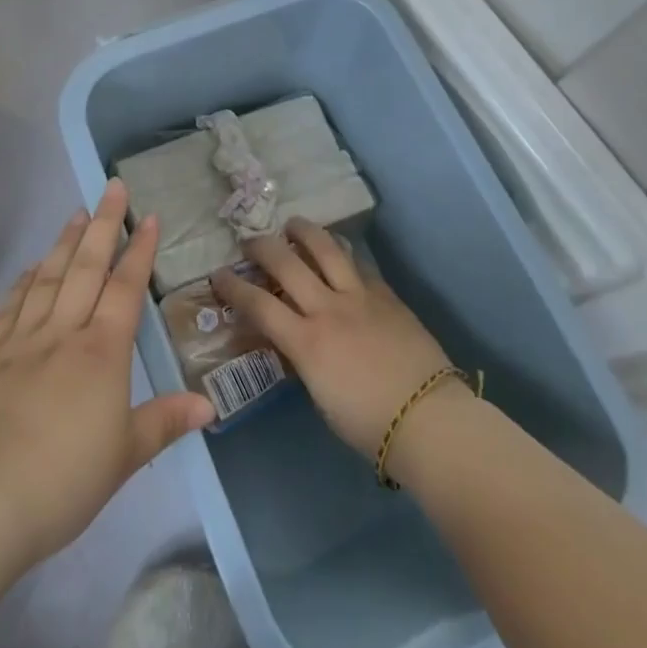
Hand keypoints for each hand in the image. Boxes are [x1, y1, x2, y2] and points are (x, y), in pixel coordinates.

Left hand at [0, 180, 213, 570]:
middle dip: (104, 225)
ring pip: (47, 278)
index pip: (126, 288)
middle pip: (86, 268)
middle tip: (112, 188)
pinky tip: (29, 268)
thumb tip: (209, 406)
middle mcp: (63, 333)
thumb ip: (165, 422)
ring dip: (64, 243)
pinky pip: (8, 308)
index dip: (139, 250)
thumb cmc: (64, 480)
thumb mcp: (125, 456)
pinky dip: (22, 282)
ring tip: (76, 214)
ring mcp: (20, 341)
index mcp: (101, 352)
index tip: (149, 217)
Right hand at [214, 219, 456, 456]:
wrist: (427, 417)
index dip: (233, 287)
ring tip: (292, 224)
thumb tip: (293, 342)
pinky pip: (357, 265)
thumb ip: (302, 360)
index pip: (258, 304)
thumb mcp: (320, 395)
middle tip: (249, 241)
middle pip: (286, 263)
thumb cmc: (368, 423)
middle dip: (262, 247)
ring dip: (303, 232)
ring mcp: (360, 296)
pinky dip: (341, 255)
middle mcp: (328, 309)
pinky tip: (337, 253)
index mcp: (306, 342)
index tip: (219, 275)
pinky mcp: (386, 294)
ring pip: (326, 249)